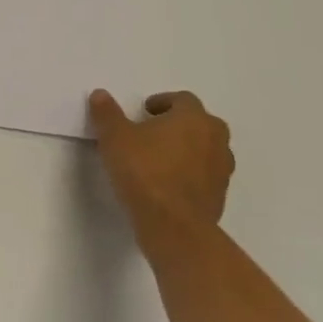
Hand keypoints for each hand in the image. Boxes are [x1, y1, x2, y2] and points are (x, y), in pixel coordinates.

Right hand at [89, 89, 234, 254]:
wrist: (174, 227)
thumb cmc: (144, 172)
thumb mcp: (114, 137)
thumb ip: (107, 113)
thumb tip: (100, 94)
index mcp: (194, 119)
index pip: (184, 100)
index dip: (163, 102)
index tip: (144, 112)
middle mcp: (215, 140)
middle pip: (201, 123)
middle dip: (179, 124)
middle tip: (153, 132)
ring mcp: (222, 171)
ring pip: (206, 150)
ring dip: (187, 149)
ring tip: (159, 159)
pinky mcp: (220, 197)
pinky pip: (205, 176)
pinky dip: (190, 174)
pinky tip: (167, 184)